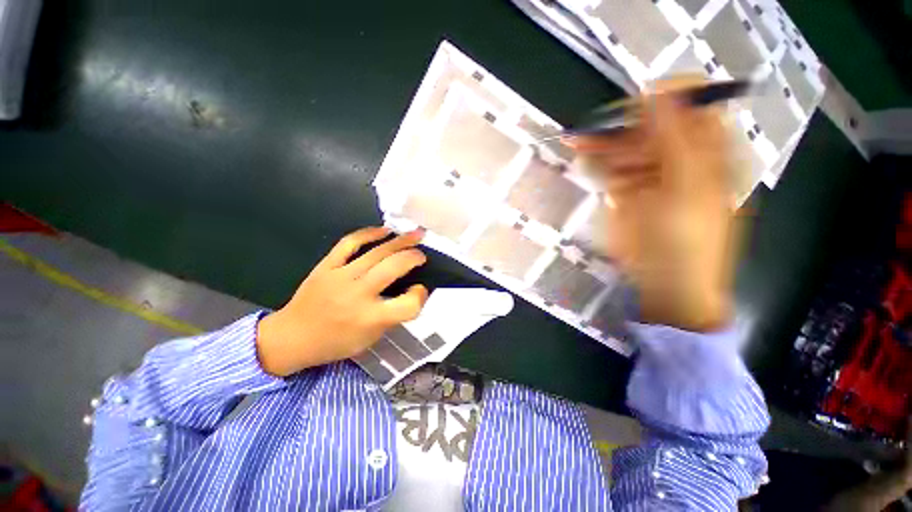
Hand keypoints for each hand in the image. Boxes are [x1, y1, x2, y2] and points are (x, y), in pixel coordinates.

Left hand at [256, 227, 428, 375]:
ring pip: (377, 252)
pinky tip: (384, 230)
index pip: (409, 304)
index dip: (420, 295)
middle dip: (414, 257)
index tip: (420, 290)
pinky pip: (349, 243)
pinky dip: (369, 233)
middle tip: (422, 254)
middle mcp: (358, 295)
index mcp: (371, 319)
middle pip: (394, 267)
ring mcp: (340, 277)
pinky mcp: (326, 265)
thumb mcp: (371, 338)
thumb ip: (393, 316)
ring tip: (416, 234)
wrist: (292, 337)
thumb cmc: (335, 342)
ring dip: (401, 241)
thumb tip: (411, 291)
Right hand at [567, 78, 736, 331]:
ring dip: (604, 141)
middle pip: (652, 125)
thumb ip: (676, 141)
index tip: (632, 107)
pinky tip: (583, 156)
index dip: (663, 99)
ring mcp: (651, 173)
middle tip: (592, 129)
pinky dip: (597, 160)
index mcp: (709, 150)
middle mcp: (681, 156)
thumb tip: (659, 93)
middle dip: (623, 123)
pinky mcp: (628, 190)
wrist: (666, 283)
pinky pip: (612, 166)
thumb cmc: (685, 241)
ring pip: (627, 145)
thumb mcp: (687, 189)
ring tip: (578, 141)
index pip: (691, 105)